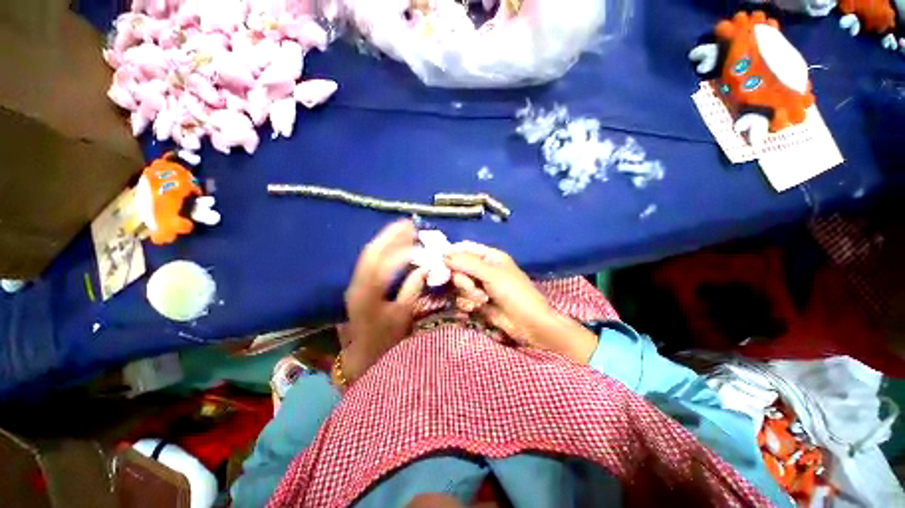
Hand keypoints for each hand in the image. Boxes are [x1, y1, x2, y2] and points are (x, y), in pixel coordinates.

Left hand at [341, 220, 426, 383]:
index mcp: (368, 292)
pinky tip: (396, 247)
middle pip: (373, 251)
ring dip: (387, 241)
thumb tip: (424, 267)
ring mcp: (356, 283)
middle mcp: (357, 283)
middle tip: (409, 224)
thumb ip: (412, 288)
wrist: (362, 356)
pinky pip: (371, 261)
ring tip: (405, 230)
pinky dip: (385, 251)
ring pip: (371, 254)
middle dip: (391, 235)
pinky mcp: (358, 284)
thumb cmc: (385, 340)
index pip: (382, 260)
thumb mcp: (403, 315)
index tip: (416, 236)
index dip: (399, 246)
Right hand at [445, 242, 597, 363]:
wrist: (528, 323)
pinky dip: (468, 302)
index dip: (452, 252)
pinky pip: (463, 297)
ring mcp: (480, 285)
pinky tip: (478, 307)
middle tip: (473, 287)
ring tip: (482, 300)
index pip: (465, 248)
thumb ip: (467, 263)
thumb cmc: (514, 293)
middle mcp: (483, 268)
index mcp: (490, 256)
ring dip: (468, 292)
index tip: (440, 260)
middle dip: (463, 279)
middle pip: (459, 267)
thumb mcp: (491, 274)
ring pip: (460, 284)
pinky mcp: (478, 301)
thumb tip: (445, 254)